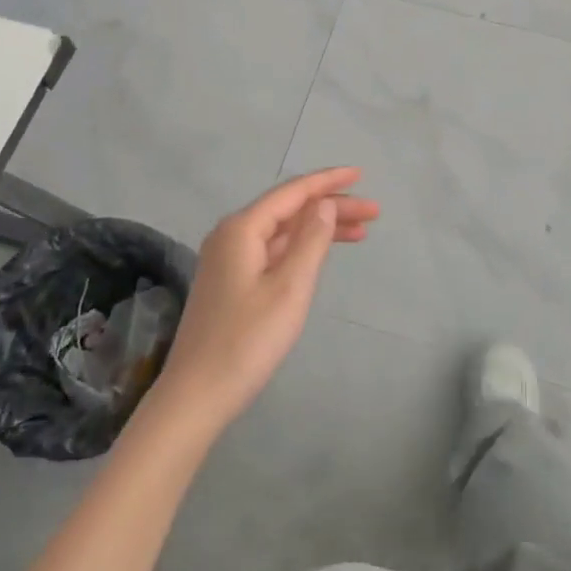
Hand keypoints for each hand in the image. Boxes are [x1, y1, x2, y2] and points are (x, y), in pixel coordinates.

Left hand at [154, 169, 378, 434]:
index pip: (292, 193)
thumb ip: (310, 241)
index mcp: (242, 229)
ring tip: (361, 232)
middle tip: (374, 213)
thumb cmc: (247, 340)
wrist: (197, 395)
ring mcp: (228, 260)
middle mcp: (231, 236)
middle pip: (288, 210)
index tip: (361, 174)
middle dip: (331, 207)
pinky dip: (301, 248)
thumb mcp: (289, 288)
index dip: (328, 182)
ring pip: (282, 232)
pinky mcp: (230, 283)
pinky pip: (273, 251)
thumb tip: (323, 204)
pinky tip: (321, 254)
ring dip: (319, 228)